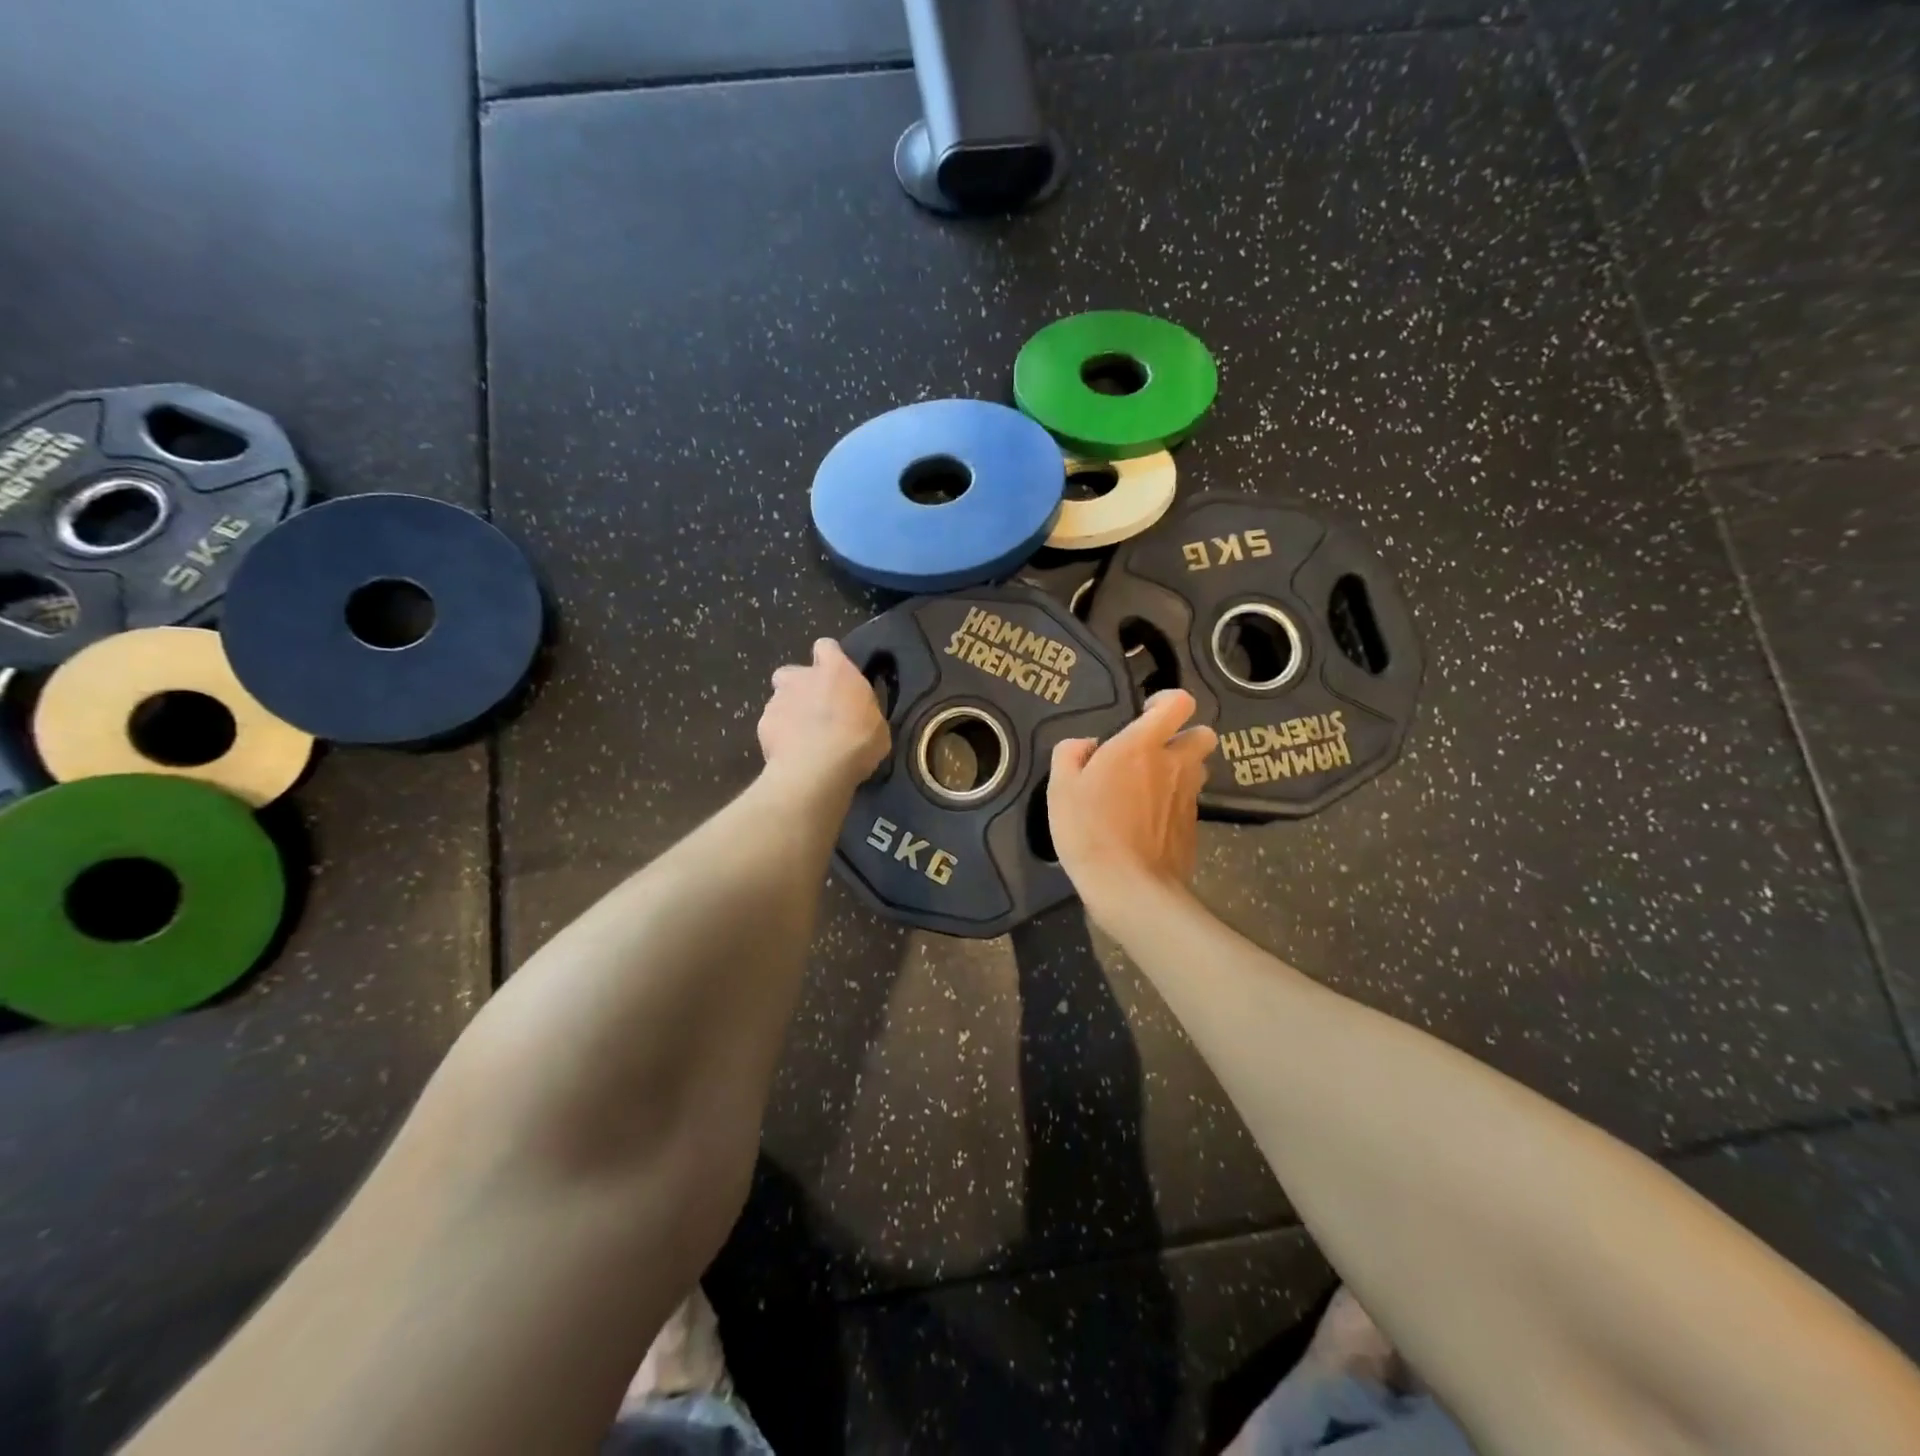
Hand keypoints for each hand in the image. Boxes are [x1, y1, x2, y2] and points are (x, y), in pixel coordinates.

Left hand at [758, 638, 890, 792]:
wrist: (817, 768)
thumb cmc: (858, 741)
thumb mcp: (877, 726)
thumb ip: (863, 712)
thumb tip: (859, 716)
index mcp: (835, 670)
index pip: (826, 646)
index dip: (829, 659)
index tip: (836, 677)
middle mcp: (801, 677)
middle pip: (793, 673)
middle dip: (800, 688)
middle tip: (815, 711)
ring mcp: (777, 700)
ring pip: (779, 700)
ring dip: (789, 713)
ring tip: (803, 738)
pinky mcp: (762, 724)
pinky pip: (771, 725)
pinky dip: (779, 736)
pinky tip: (791, 753)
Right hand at [1048, 690, 1216, 918]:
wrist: (1129, 887)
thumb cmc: (1089, 830)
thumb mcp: (1060, 788)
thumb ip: (1070, 753)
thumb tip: (1086, 745)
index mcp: (1142, 746)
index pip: (1179, 703)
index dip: (1167, 701)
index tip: (1147, 712)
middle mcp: (1175, 764)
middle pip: (1203, 734)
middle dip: (1184, 736)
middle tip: (1154, 752)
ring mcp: (1189, 796)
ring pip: (1199, 768)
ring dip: (1182, 769)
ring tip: (1151, 787)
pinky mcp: (1194, 826)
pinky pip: (1190, 801)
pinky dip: (1175, 802)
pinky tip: (1149, 821)